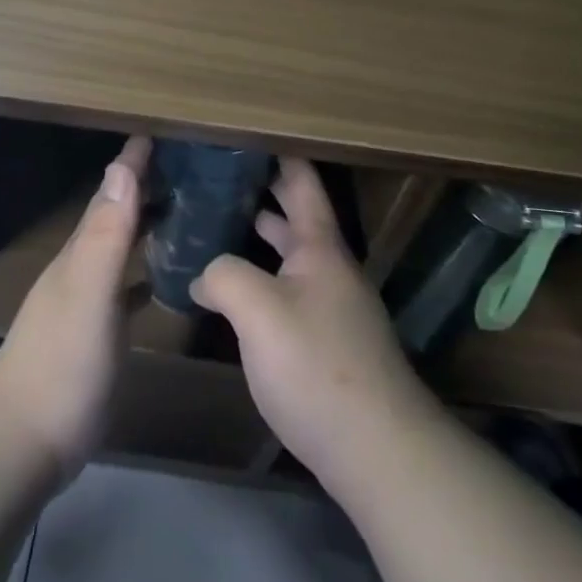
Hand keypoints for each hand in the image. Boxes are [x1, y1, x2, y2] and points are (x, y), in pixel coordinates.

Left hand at [0, 137, 149, 483]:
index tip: (158, 132)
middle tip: (184, 166)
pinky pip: (125, 289)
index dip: (131, 163)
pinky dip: (144, 274)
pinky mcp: (95, 336)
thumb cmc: (61, 365)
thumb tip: (121, 168)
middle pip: (114, 216)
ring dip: (144, 226)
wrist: (22, 443)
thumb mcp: (88, 294)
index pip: (109, 194)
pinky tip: (163, 279)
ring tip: (182, 210)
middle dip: (143, 187)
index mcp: (80, 254)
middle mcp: (81, 269)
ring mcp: (86, 304)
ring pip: (119, 250)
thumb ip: (105, 235)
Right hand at [191, 159, 442, 491]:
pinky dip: (263, 275)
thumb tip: (204, 274)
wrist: (377, 450)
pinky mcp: (326, 340)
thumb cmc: (317, 366)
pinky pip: (289, 289)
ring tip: (218, 220)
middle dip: (262, 189)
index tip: (246, 131)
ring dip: (260, 234)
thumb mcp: (259, 311)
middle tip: (218, 173)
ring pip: (291, 254)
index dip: (278, 152)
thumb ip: (224, 276)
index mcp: (320, 246)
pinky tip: (235, 290)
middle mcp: (329, 267)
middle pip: (296, 214)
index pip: (302, 180)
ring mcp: (331, 305)